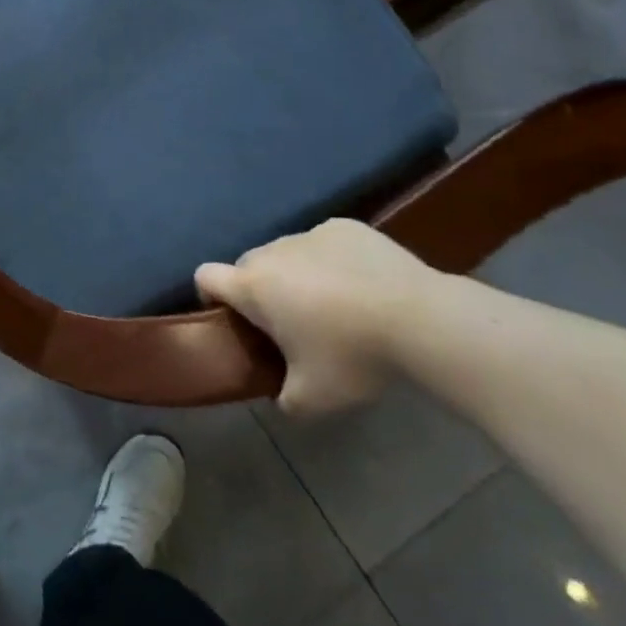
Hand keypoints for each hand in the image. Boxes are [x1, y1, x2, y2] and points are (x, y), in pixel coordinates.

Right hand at [195, 219, 440, 416]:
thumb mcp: (312, 399)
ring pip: (288, 253)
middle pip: (248, 265)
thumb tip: (281, 396)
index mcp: (253, 287)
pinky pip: (324, 243)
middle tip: (291, 323)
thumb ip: (283, 399)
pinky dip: (332, 260)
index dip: (210, 296)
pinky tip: (362, 284)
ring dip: (296, 274)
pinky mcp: (345, 226)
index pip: (205, 276)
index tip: (234, 320)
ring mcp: (310, 234)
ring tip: (335, 304)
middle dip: (260, 290)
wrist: (420, 319)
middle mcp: (272, 251)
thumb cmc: (353, 356)